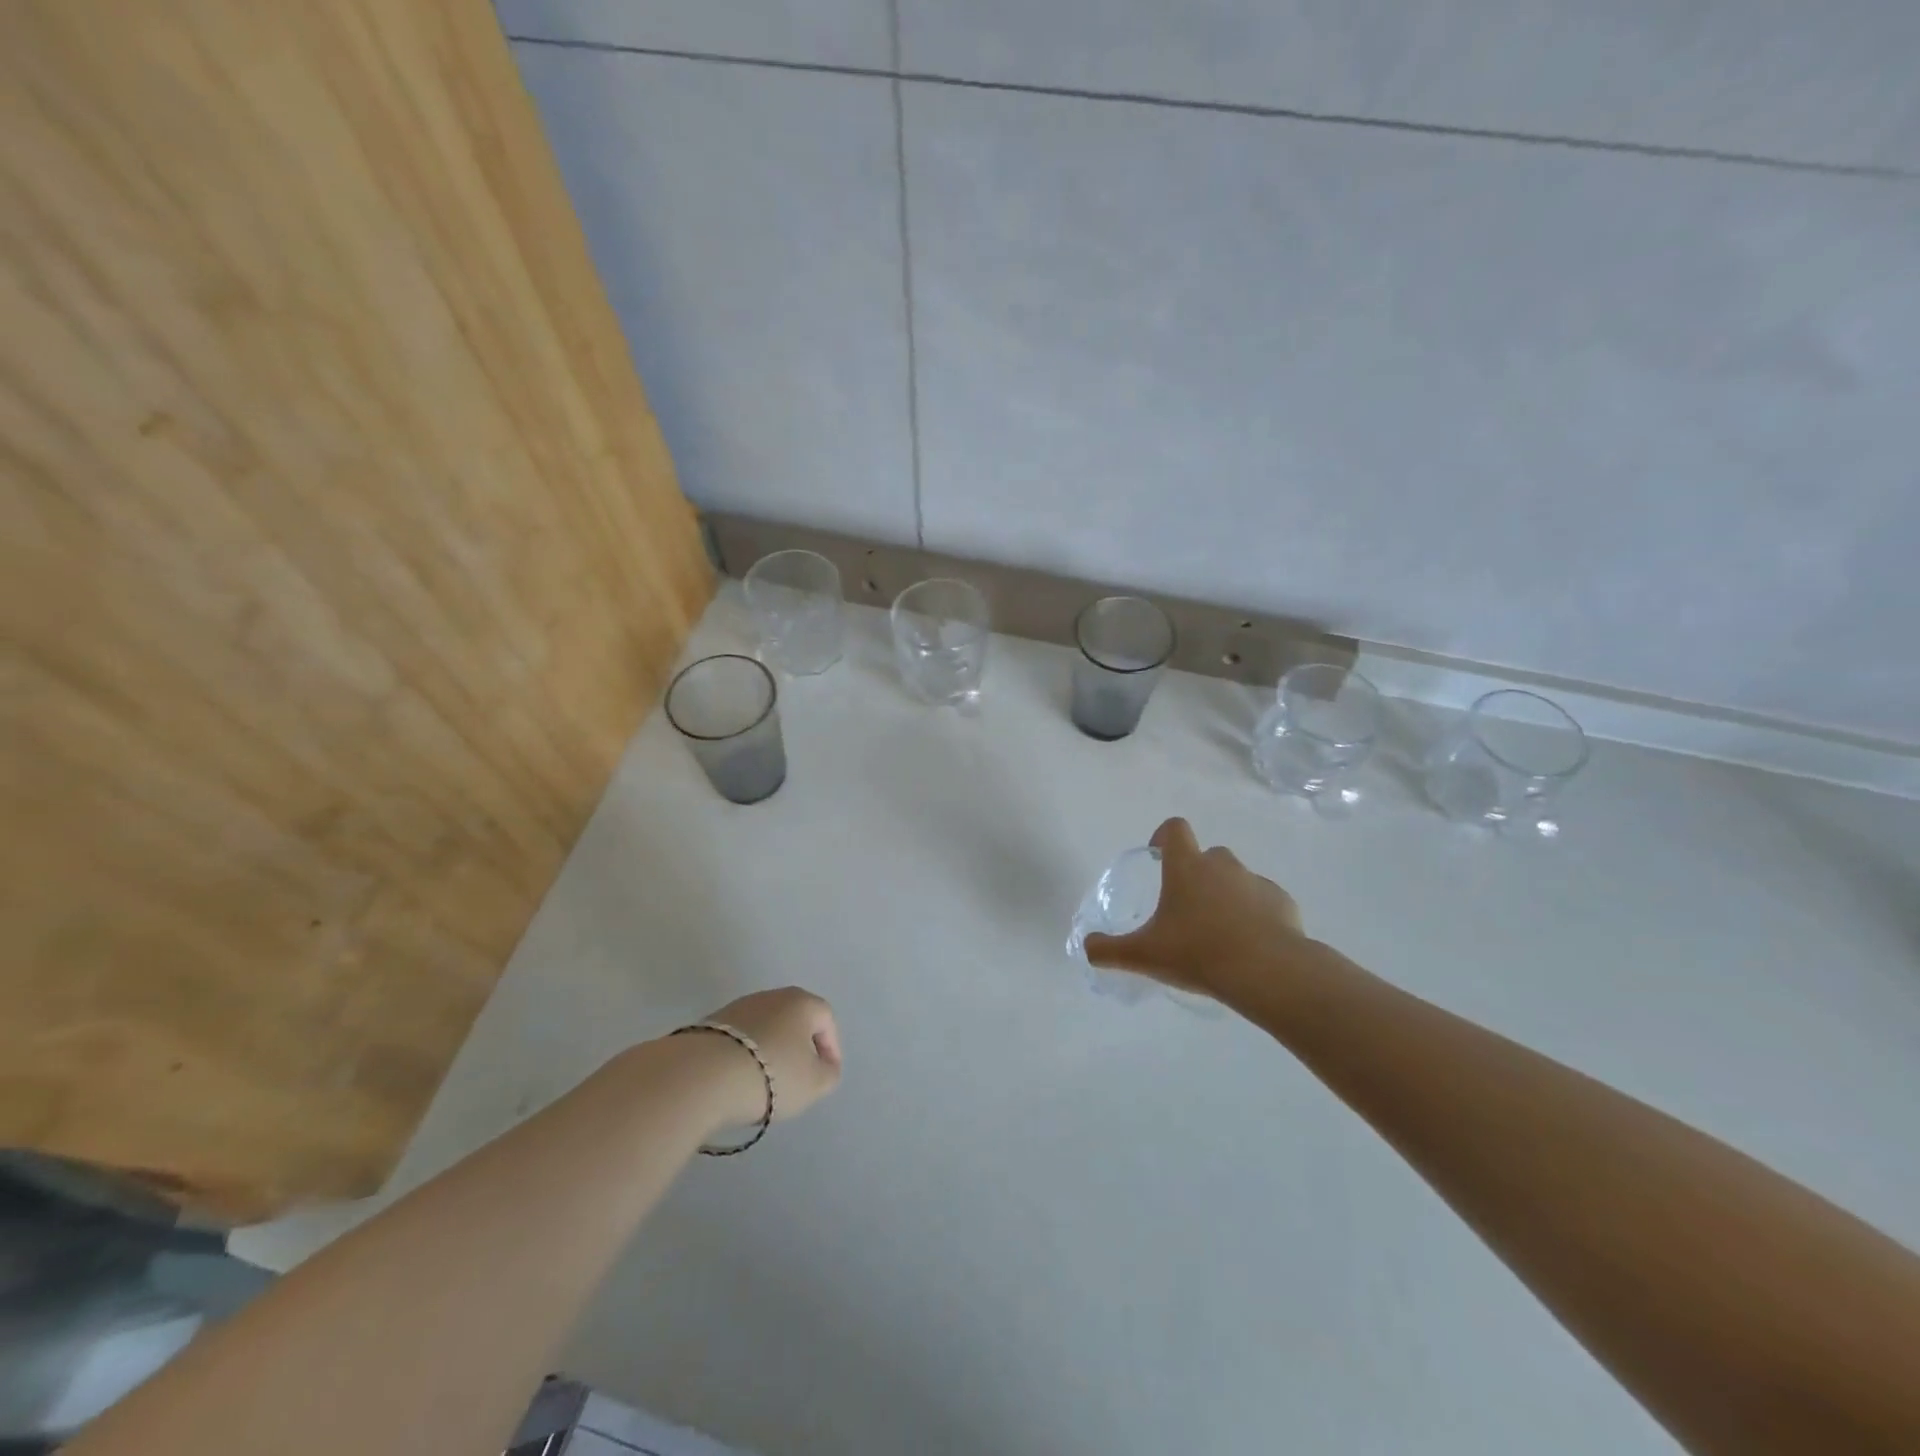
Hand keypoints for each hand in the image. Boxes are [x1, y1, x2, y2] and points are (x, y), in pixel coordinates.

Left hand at [695, 986, 842, 1129]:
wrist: (702, 1075)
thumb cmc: (771, 1074)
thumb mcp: (814, 1083)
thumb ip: (828, 1073)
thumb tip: (824, 1066)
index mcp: (801, 1002)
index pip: (826, 1019)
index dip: (831, 1047)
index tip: (826, 1074)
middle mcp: (771, 996)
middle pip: (794, 1020)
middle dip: (799, 1047)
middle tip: (798, 1077)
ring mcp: (737, 1007)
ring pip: (765, 1028)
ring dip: (770, 1051)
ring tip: (764, 1083)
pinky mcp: (710, 1024)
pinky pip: (739, 1040)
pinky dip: (744, 1056)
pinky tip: (738, 1079)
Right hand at [1084, 818, 1305, 998]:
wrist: (1268, 972)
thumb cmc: (1198, 953)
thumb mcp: (1144, 955)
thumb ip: (1109, 950)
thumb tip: (1086, 948)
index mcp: (1187, 867)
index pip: (1175, 829)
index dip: (1163, 836)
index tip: (1158, 857)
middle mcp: (1222, 866)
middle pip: (1208, 855)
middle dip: (1197, 874)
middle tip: (1186, 909)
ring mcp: (1257, 882)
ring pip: (1237, 879)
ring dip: (1226, 895)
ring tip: (1219, 933)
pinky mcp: (1283, 903)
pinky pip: (1264, 902)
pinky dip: (1255, 916)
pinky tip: (1249, 946)